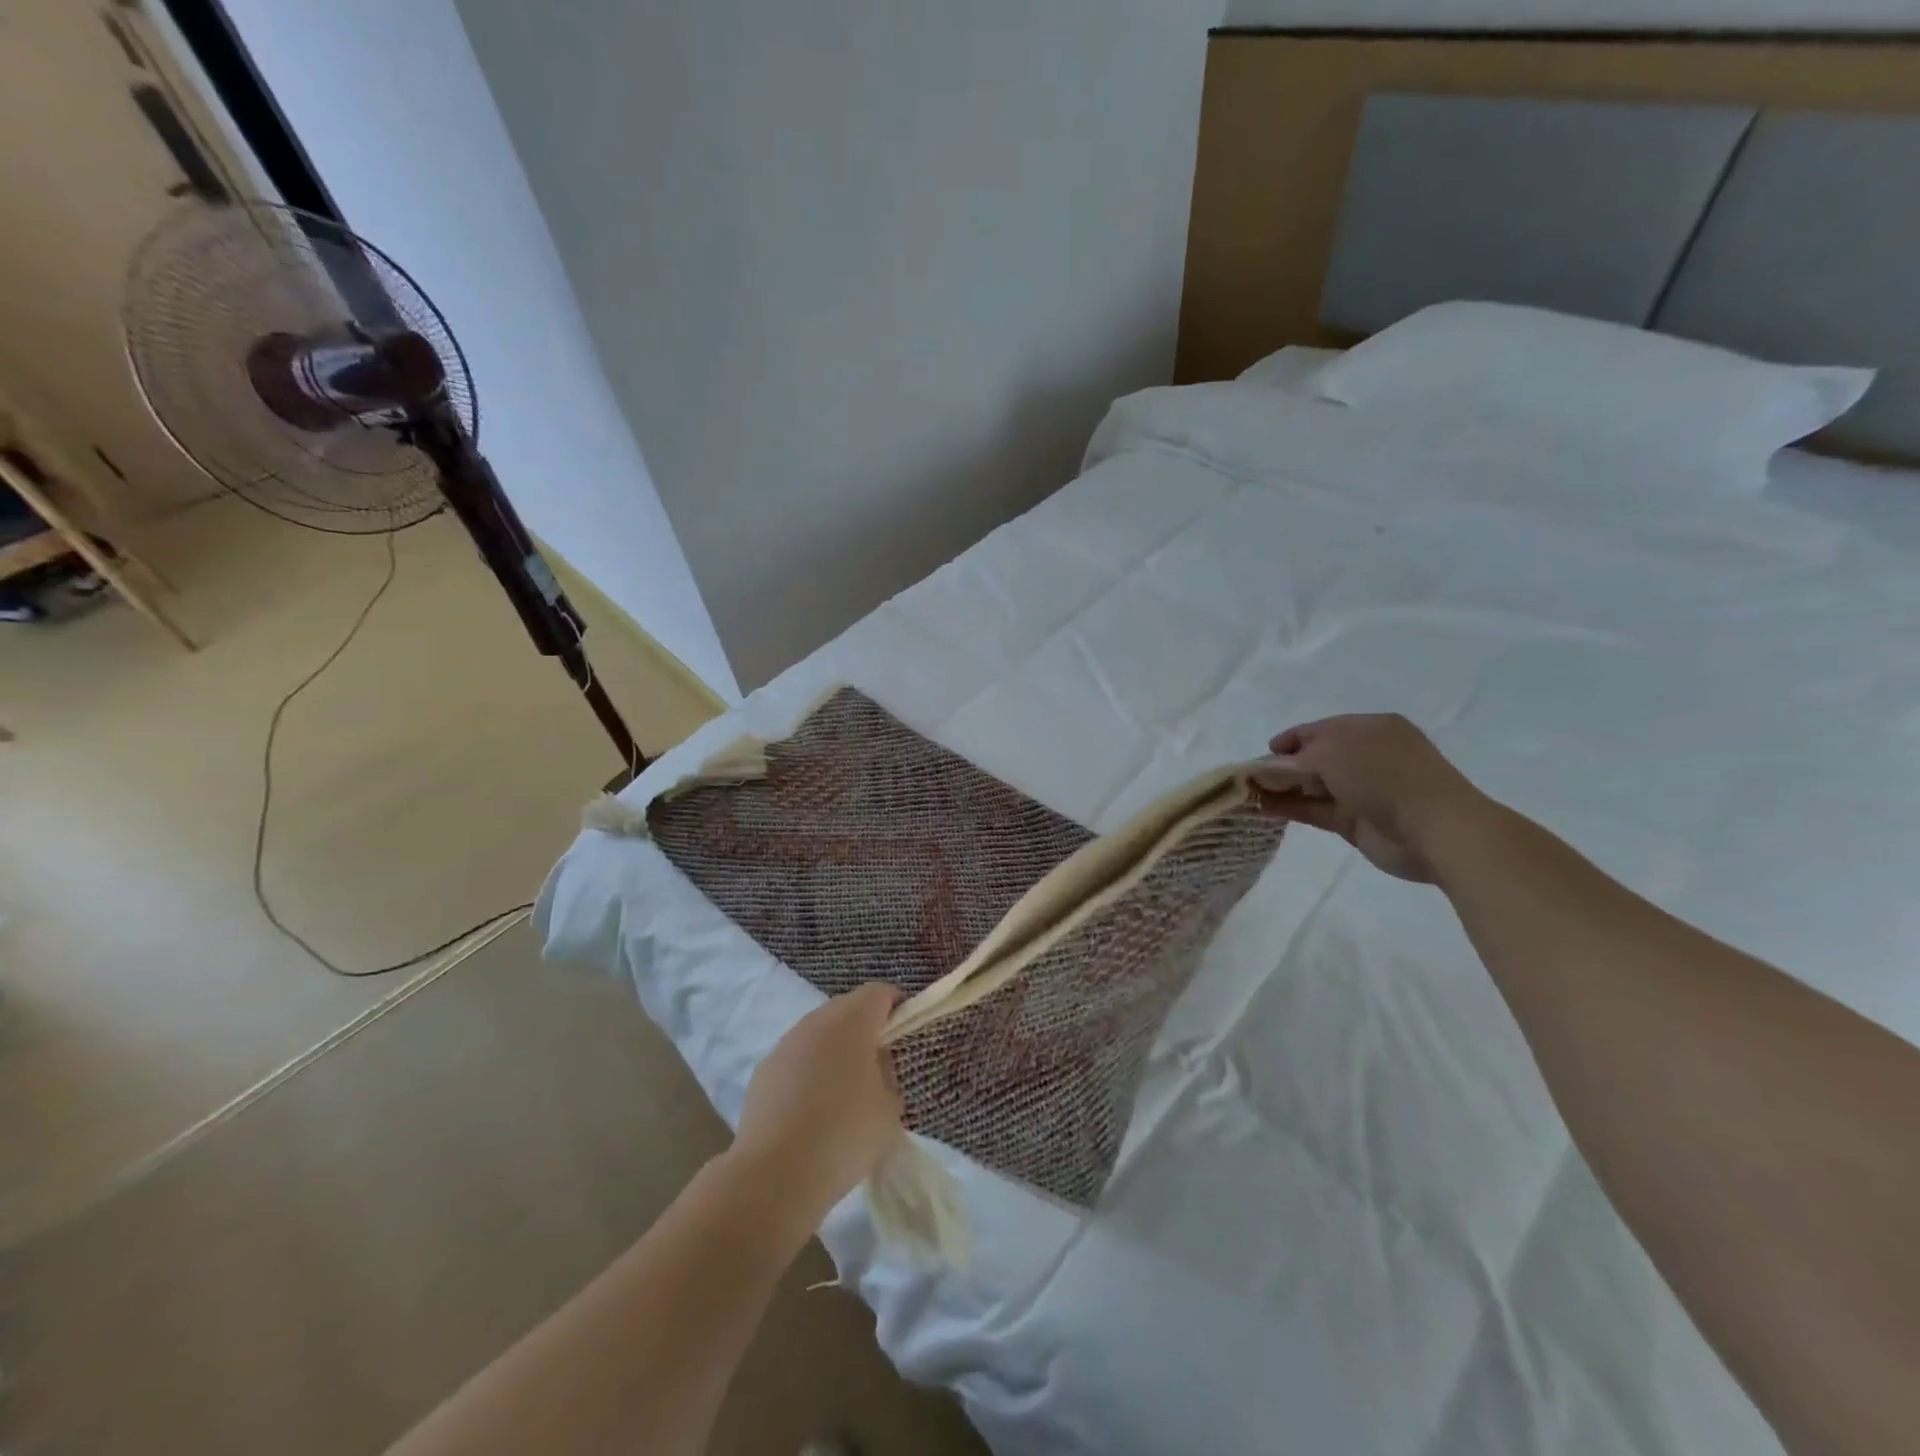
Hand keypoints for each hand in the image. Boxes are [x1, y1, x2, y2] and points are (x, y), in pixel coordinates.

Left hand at [731, 983, 904, 1224]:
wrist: (774, 1174)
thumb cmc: (844, 1134)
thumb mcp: (889, 1109)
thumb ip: (888, 1077)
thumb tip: (876, 1067)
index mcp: (851, 1021)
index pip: (878, 993)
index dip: (896, 1005)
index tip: (906, 1030)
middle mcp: (816, 1022)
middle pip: (846, 1008)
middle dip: (865, 1026)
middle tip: (879, 1061)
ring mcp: (785, 1044)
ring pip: (818, 1032)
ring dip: (835, 1048)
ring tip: (845, 1087)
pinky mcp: (763, 1071)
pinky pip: (796, 1058)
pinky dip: (809, 1070)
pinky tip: (813, 1107)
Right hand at [1263, 714, 1492, 882]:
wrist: (1434, 828)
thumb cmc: (1383, 775)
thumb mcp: (1332, 751)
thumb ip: (1297, 757)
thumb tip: (1273, 766)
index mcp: (1370, 728)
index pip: (1321, 728)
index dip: (1291, 739)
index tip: (1263, 753)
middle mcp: (1367, 756)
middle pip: (1315, 757)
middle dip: (1283, 765)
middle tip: (1250, 776)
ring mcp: (1363, 790)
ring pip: (1313, 785)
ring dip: (1282, 788)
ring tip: (1248, 794)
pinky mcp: (1356, 821)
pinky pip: (1316, 810)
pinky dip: (1290, 808)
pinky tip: (1263, 808)